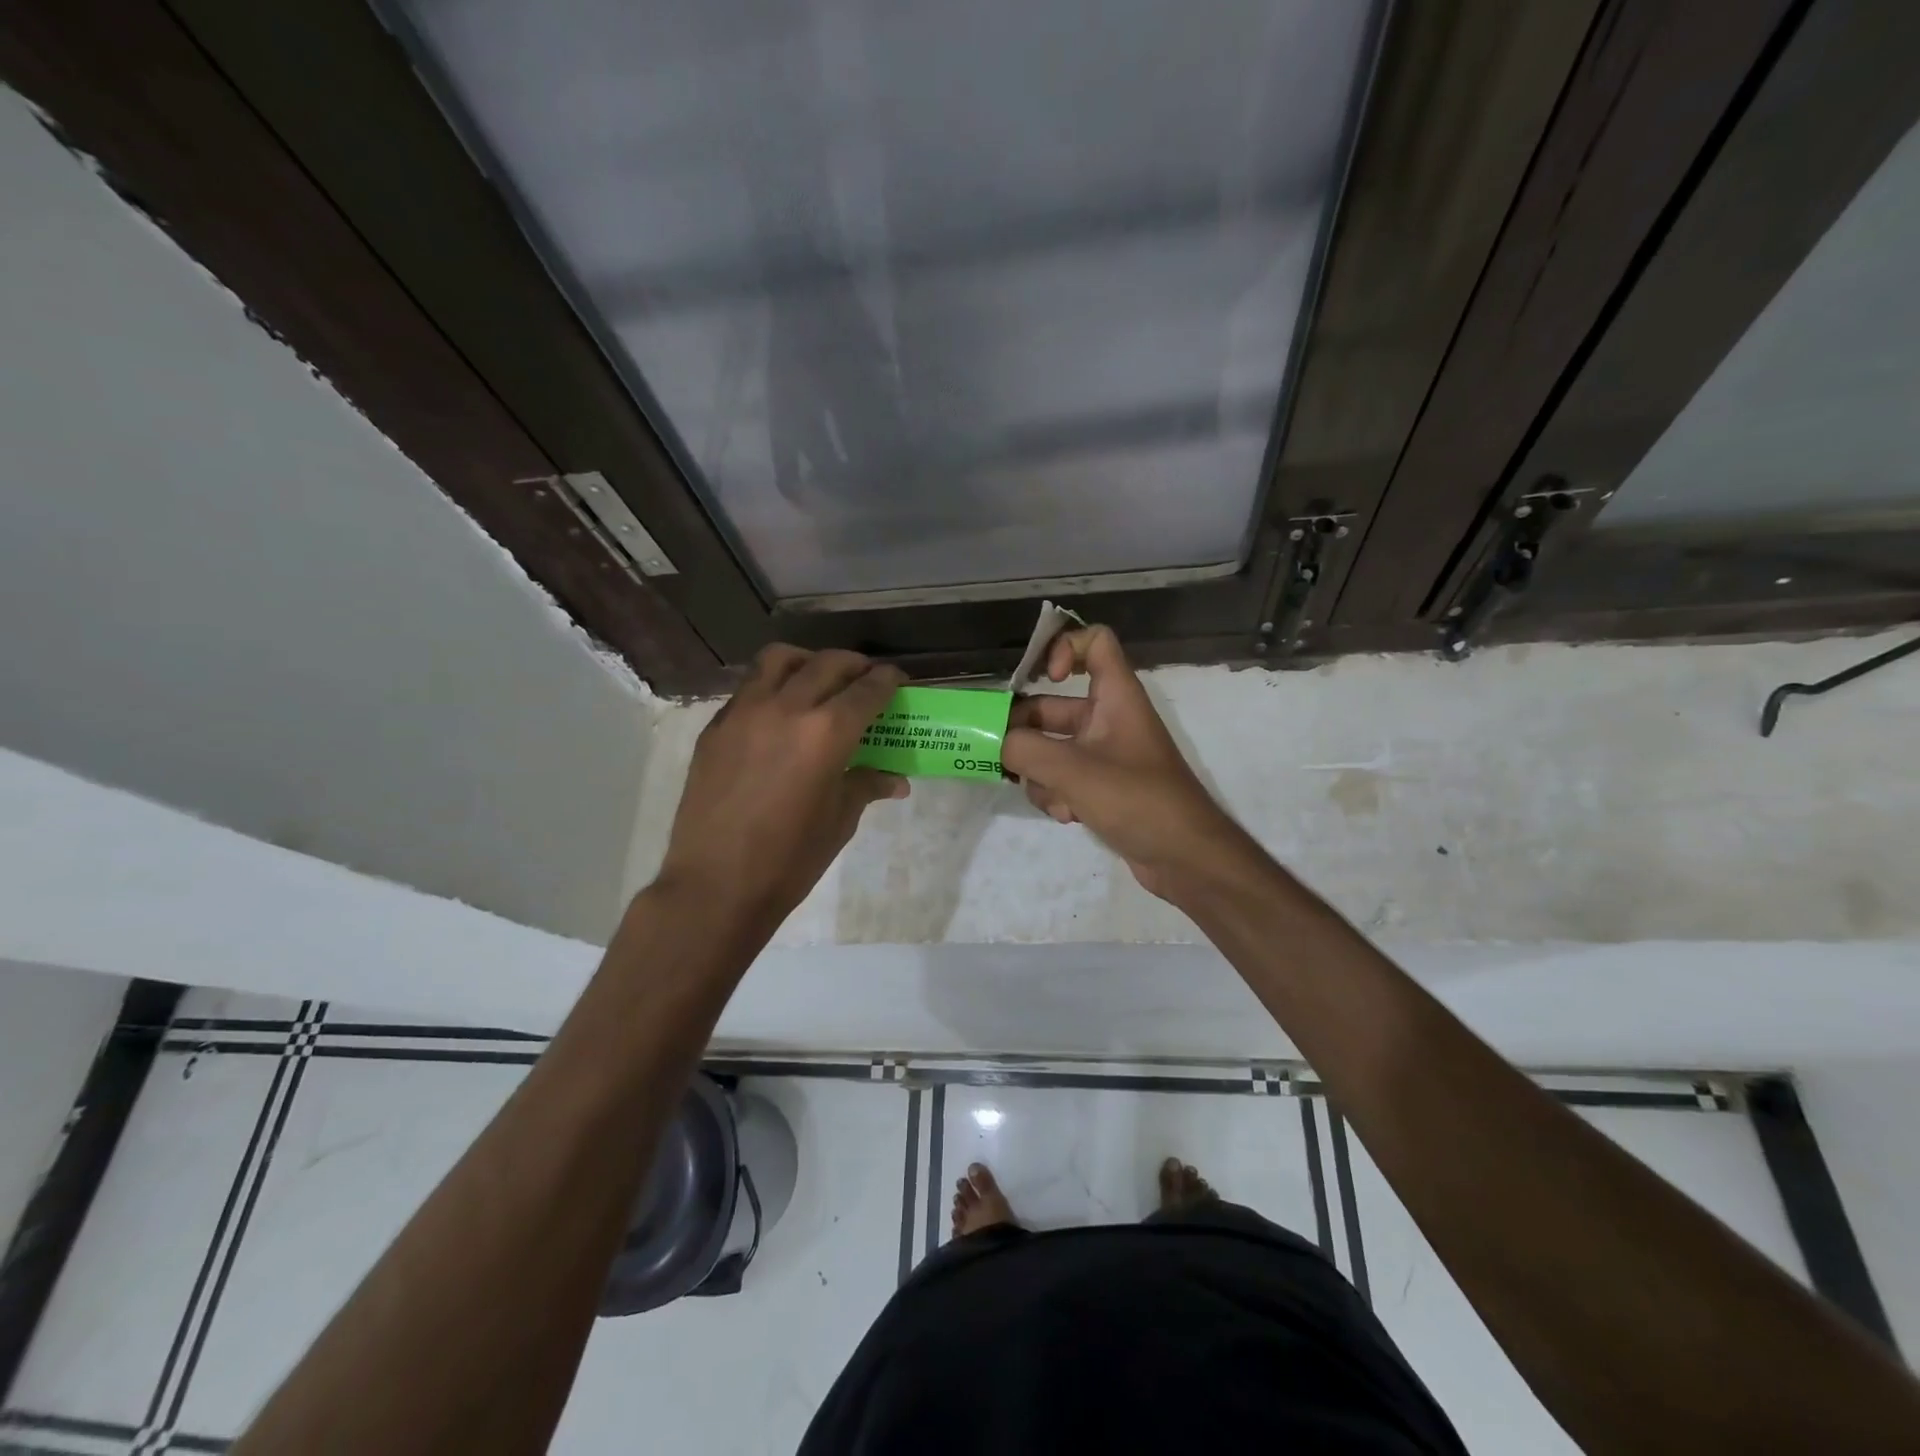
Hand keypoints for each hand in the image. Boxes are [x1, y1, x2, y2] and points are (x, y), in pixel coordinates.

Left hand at [657, 646, 907, 926]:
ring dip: (807, 661)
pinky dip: (773, 686)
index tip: (897, 679)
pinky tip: (780, 714)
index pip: (866, 690)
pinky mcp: (716, 727)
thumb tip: (895, 779)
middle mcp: (786, 708)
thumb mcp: (839, 821)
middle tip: (865, 677)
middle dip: (854, 665)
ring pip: (779, 660)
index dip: (887, 680)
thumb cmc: (790, 860)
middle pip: (827, 664)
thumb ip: (866, 786)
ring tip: (818, 679)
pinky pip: (749, 688)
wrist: (716, 885)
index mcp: (826, 733)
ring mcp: (744, 713)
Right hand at [1001, 625, 1246, 900]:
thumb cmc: (1137, 801)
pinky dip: (1057, 794)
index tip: (1042, 678)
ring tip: (1052, 796)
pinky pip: (1063, 777)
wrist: (1185, 858)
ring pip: (1051, 747)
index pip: (1094, 642)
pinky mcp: (1101, 786)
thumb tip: (999, 744)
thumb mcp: (1074, 771)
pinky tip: (1068, 816)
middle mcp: (1109, 718)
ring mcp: (1104, 754)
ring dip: (1040, 772)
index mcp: (1116, 697)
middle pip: (1053, 706)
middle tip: (1000, 754)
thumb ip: (1026, 751)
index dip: (1064, 648)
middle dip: (1025, 731)